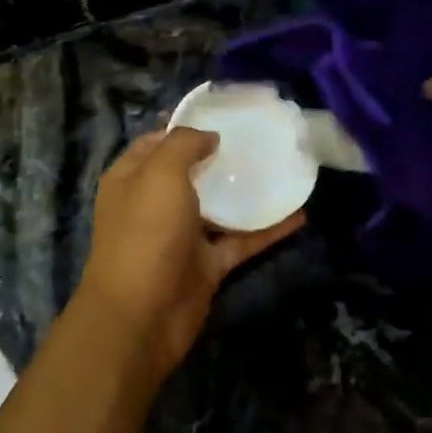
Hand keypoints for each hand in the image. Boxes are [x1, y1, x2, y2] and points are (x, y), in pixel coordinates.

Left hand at [76, 127, 302, 382]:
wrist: (141, 316)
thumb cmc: (146, 233)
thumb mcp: (160, 174)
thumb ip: (184, 144)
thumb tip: (210, 137)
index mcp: (132, 178)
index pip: (157, 141)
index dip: (186, 126)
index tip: (225, 115)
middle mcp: (154, 204)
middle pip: (191, 173)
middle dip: (222, 156)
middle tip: (261, 139)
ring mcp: (181, 237)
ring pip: (219, 207)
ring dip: (247, 192)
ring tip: (284, 169)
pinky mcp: (206, 266)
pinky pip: (240, 241)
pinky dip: (267, 230)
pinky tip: (299, 214)